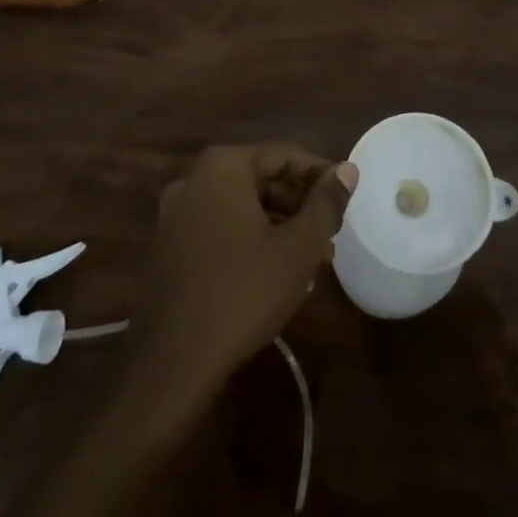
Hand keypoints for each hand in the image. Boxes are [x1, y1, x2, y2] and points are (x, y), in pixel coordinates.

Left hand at [129, 143, 356, 402]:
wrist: (175, 361)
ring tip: (314, 252)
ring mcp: (176, 214)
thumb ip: (326, 202)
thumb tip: (348, 169)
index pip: (283, 154)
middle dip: (299, 201)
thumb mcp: (299, 246)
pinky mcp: (169, 246)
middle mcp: (193, 180)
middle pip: (260, 177)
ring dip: (279, 221)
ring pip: (241, 204)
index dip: (320, 173)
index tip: (346, 196)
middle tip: (332, 227)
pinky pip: (220, 225)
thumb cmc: (245, 292)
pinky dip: (251, 235)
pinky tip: (278, 267)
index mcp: (223, 168)